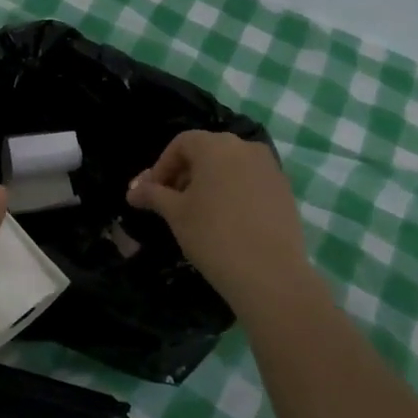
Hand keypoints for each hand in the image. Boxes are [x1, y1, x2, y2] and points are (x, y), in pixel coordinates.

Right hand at [128, 131, 311, 307]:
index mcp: (216, 146)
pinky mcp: (284, 190)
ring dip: (209, 182)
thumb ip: (153, 195)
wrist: (270, 274)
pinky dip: (233, 192)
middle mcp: (246, 147)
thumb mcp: (175, 213)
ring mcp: (270, 168)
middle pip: (207, 152)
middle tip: (171, 203)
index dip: (161, 166)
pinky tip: (226, 221)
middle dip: (184, 173)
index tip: (152, 193)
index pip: (181, 143)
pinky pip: (250, 182)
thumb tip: (133, 191)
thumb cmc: (213, 235)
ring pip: (230, 166)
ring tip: (198, 213)